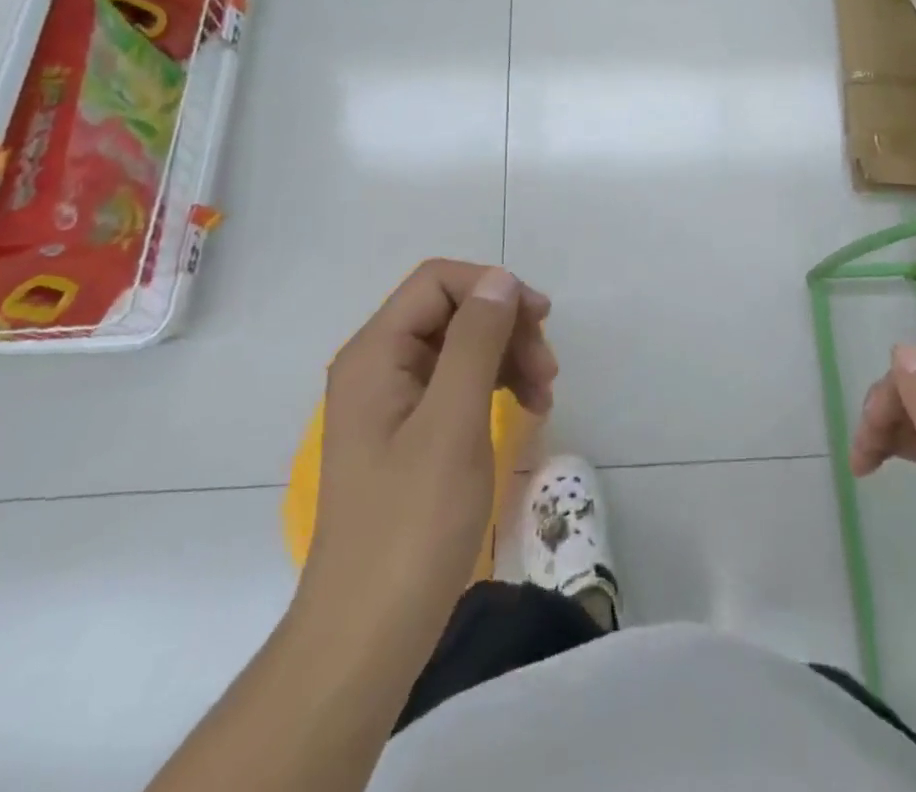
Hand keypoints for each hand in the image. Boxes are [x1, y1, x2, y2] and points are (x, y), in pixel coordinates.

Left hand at [298, 260, 555, 643]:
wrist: (367, 636)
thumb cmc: (411, 524)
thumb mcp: (453, 422)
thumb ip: (476, 341)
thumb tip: (500, 279)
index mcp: (375, 354)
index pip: (437, 282)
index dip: (492, 288)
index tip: (541, 320)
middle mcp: (377, 367)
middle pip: (451, 312)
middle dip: (505, 329)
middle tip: (548, 370)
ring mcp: (391, 402)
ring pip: (459, 348)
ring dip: (506, 358)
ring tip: (544, 397)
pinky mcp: (407, 435)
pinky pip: (456, 386)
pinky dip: (494, 388)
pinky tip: (525, 411)